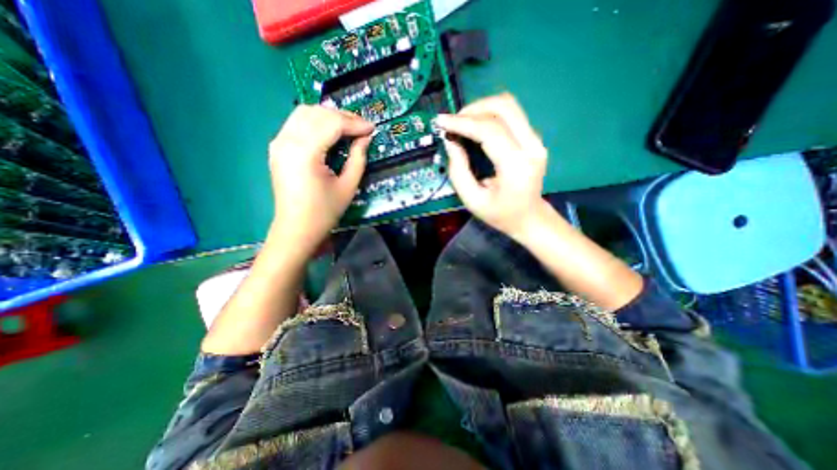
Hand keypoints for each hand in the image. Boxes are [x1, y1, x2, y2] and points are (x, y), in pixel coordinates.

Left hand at [268, 105, 372, 256]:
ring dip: (328, 116)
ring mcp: (278, 142)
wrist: (297, 229)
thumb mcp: (348, 186)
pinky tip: (329, 132)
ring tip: (348, 127)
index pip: (332, 123)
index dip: (355, 123)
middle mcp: (287, 141)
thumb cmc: (325, 212)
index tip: (372, 128)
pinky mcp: (277, 147)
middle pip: (317, 113)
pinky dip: (316, 122)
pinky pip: (296, 123)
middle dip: (343, 116)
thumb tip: (365, 138)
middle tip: (362, 127)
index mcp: (305, 152)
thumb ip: (358, 158)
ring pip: (304, 113)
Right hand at [434, 92, 554, 238]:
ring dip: (481, 108)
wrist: (529, 217)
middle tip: (453, 122)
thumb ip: (458, 171)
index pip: (490, 131)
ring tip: (462, 122)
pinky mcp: (534, 138)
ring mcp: (536, 140)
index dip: (463, 123)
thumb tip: (450, 141)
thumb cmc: (500, 214)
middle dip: (473, 109)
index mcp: (516, 167)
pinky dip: (489, 115)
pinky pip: (511, 115)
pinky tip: (475, 127)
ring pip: (509, 106)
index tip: (441, 121)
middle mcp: (532, 147)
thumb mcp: (472, 200)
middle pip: (504, 107)